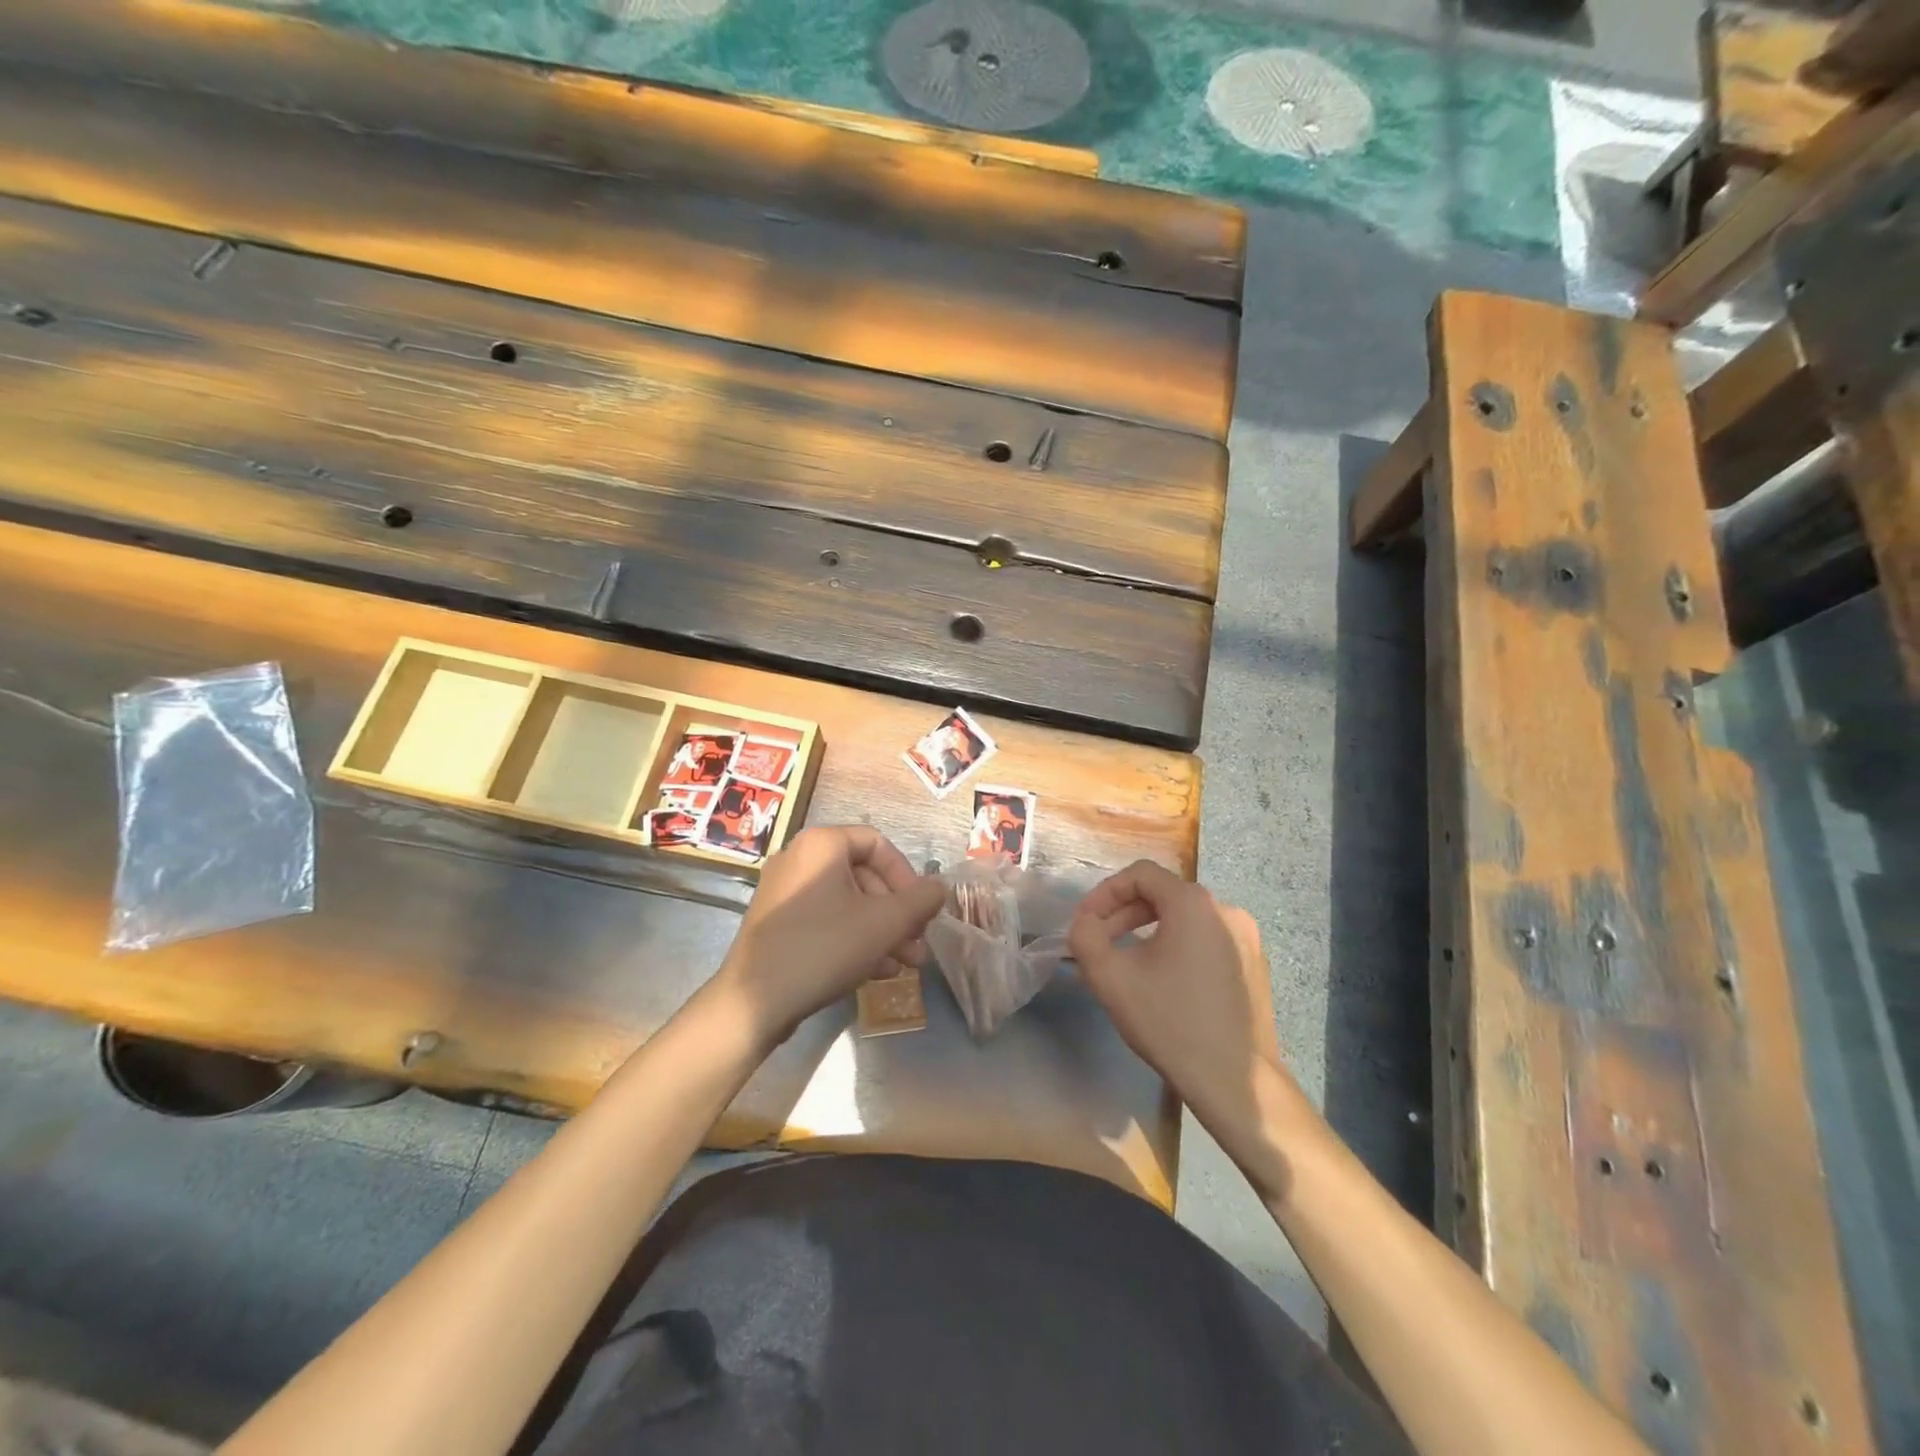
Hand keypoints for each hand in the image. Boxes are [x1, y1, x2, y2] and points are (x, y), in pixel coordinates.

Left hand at [717, 826, 945, 1045]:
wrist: (754, 1002)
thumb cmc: (824, 948)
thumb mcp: (883, 924)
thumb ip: (919, 901)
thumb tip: (940, 887)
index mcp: (822, 844)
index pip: (878, 843)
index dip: (907, 875)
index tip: (921, 909)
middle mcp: (799, 858)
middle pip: (864, 875)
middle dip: (897, 911)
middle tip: (918, 942)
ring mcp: (784, 891)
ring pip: (847, 902)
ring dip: (882, 930)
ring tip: (907, 963)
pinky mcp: (778, 922)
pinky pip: (826, 919)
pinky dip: (854, 938)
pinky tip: (878, 971)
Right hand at [1069, 862, 1293, 1141]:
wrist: (1236, 1083)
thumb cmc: (1170, 1023)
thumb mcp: (1110, 978)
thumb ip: (1085, 937)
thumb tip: (1085, 923)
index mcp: (1193, 903)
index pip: (1140, 874)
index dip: (1105, 893)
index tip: (1086, 923)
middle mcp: (1226, 910)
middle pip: (1164, 894)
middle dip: (1124, 914)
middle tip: (1100, 943)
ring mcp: (1247, 938)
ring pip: (1185, 919)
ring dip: (1149, 931)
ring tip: (1127, 963)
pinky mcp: (1255, 965)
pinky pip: (1207, 940)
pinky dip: (1178, 948)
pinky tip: (1164, 982)